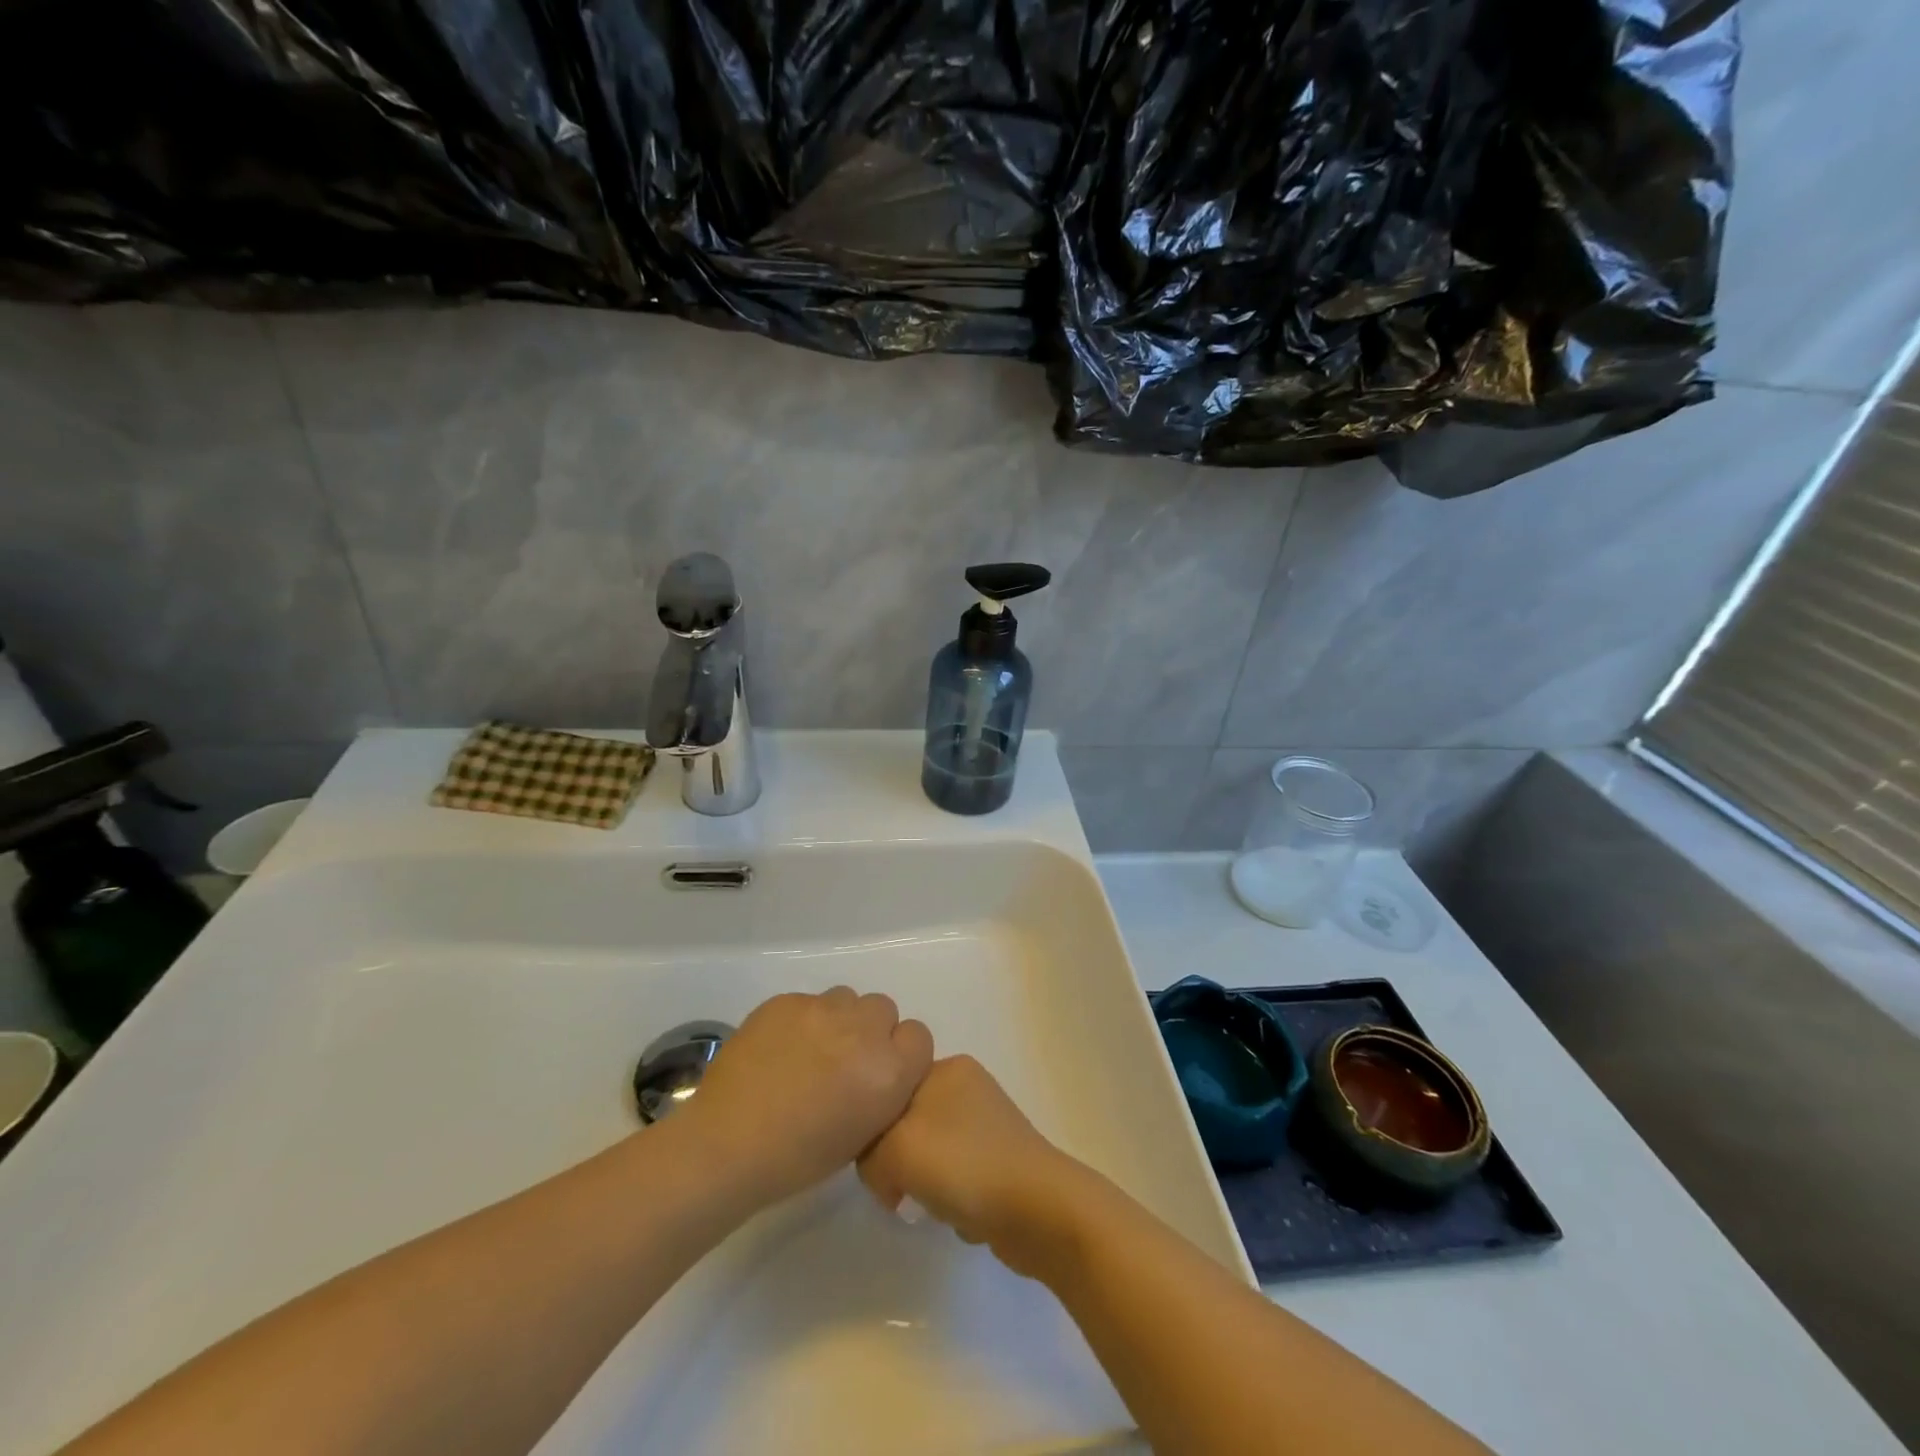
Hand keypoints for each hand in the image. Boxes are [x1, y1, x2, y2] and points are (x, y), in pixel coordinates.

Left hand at [680, 988, 933, 1207]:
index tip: (880, 1072)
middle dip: (869, 1031)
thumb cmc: (797, 1160)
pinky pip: (807, 1001)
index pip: (919, 1036)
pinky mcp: (786, 1000)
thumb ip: (883, 1092)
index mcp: (889, 1071)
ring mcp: (822, 1009)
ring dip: (838, 1020)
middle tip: (843, 1061)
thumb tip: (879, 1072)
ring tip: (809, 1052)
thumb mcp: (862, 1135)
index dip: (900, 1053)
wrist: (727, 1146)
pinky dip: (801, 1021)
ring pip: (846, 998)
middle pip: (884, 1009)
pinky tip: (778, 1050)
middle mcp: (863, 1030)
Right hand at [857, 1055, 1084, 1276]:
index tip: (876, 1164)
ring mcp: (986, 1125)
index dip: (872, 1130)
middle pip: (906, 1125)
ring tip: (937, 1206)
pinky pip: (955, 1180)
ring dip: (924, 1187)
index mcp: (947, 1067)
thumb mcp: (895, 1148)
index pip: (888, 1090)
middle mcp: (967, 1088)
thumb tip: (881, 1170)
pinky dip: (951, 1201)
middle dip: (898, 1163)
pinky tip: (961, 1217)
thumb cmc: (964, 1166)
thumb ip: (867, 1149)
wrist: (1039, 1211)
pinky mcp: (998, 1162)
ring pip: (928, 1155)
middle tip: (902, 1191)